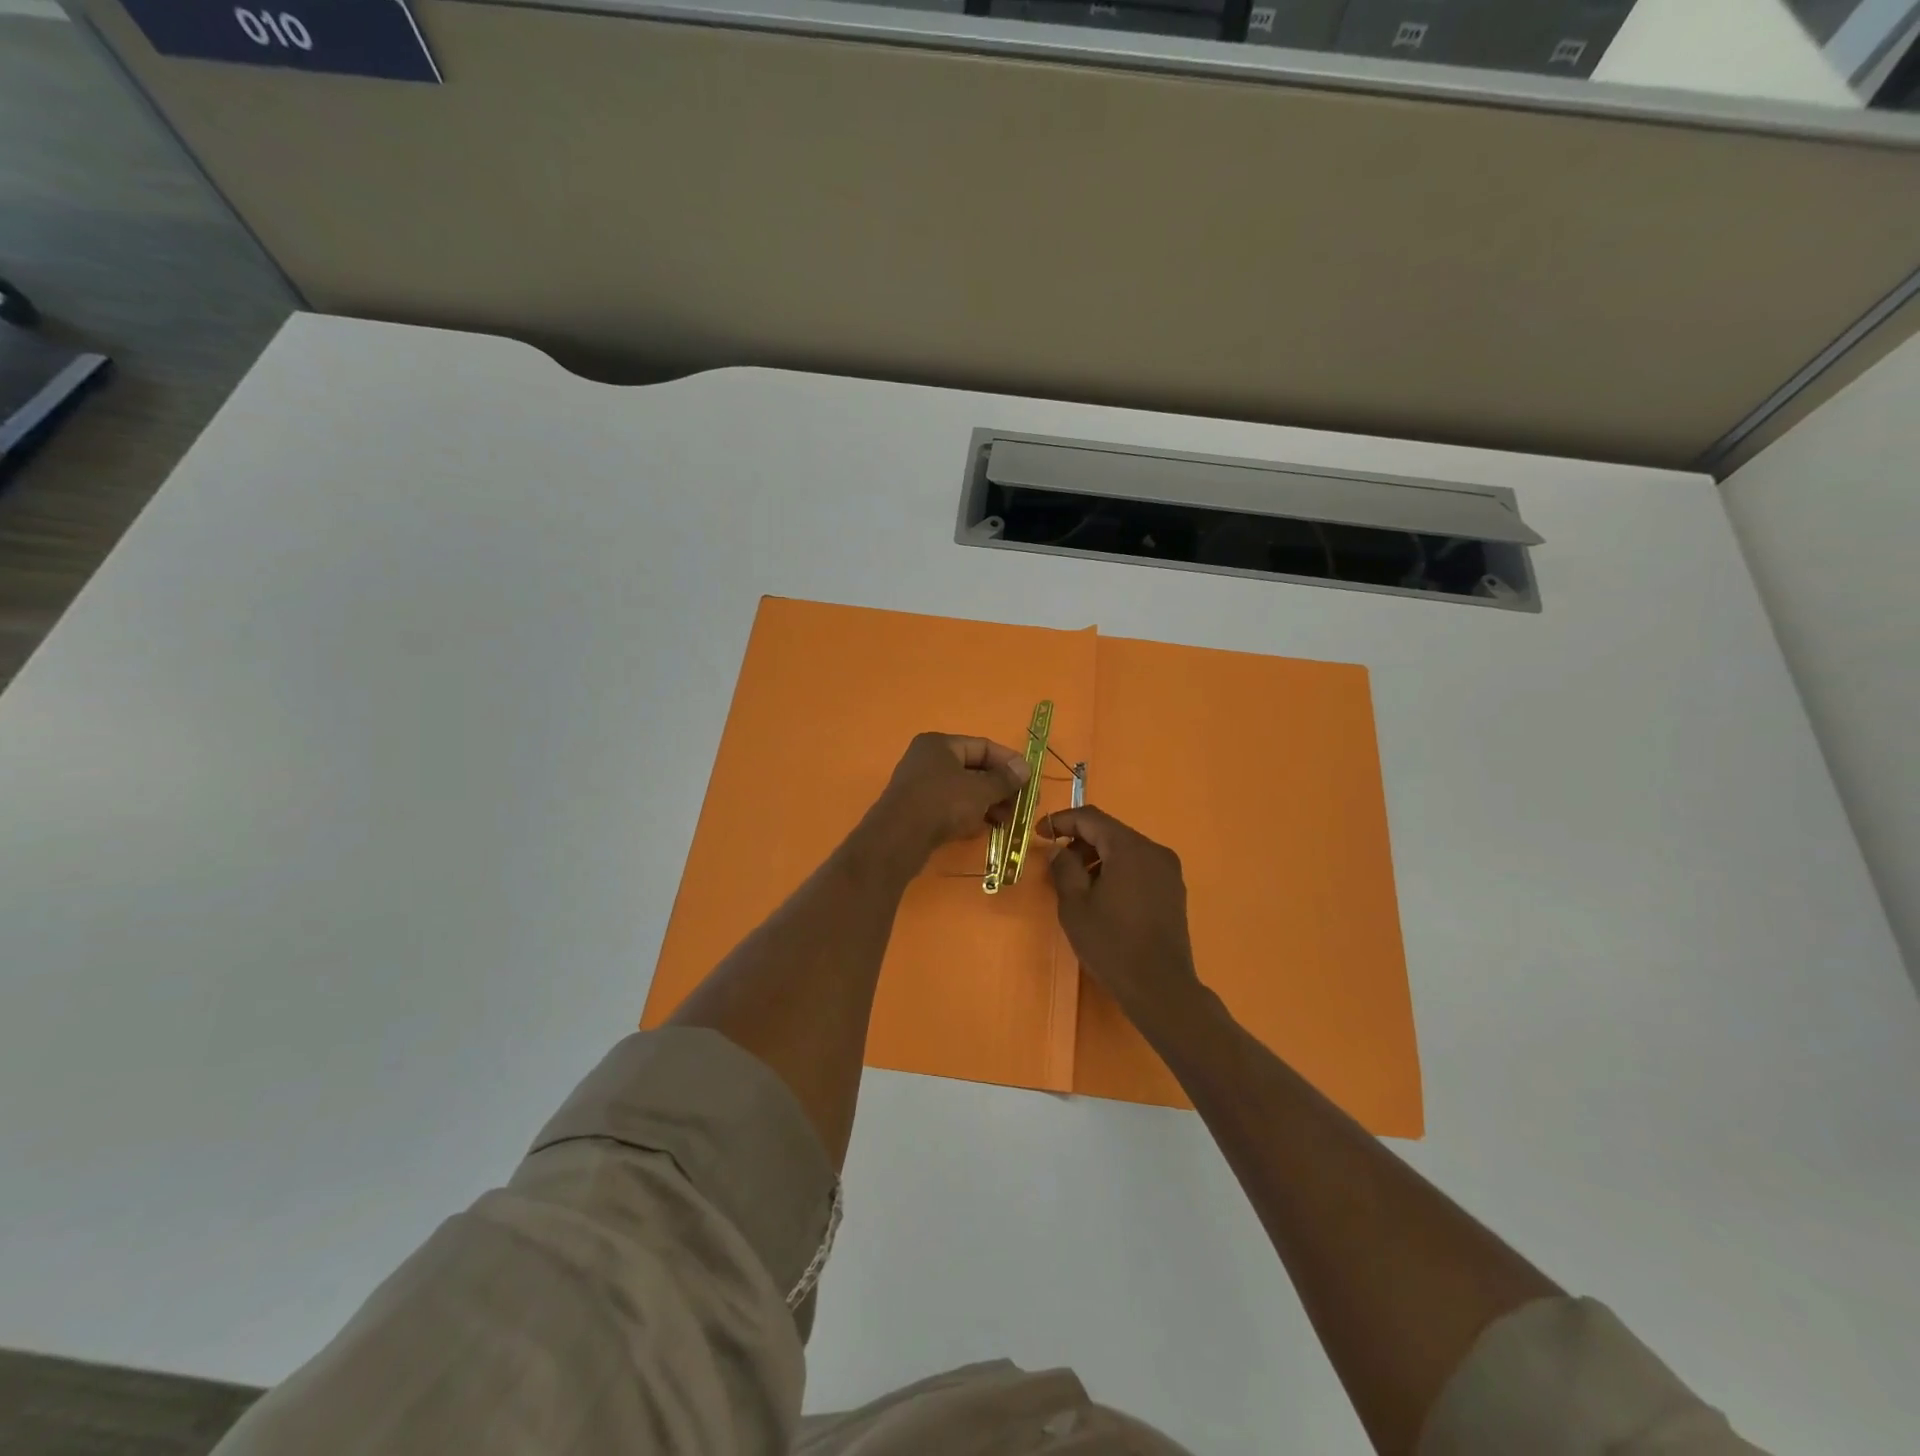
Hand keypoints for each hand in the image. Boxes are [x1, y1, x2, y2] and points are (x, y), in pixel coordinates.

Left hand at [869, 732, 1028, 865]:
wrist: (898, 839)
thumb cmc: (942, 803)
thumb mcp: (980, 790)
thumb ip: (1004, 779)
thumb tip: (1025, 768)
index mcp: (940, 744)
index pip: (983, 746)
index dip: (1009, 762)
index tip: (1030, 780)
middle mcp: (928, 759)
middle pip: (974, 769)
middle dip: (1000, 787)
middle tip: (1022, 805)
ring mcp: (920, 785)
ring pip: (963, 790)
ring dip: (988, 803)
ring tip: (1007, 821)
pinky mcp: (918, 810)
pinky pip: (951, 807)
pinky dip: (970, 814)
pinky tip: (985, 828)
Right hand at [1043, 806, 1202, 1022]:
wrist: (1160, 987)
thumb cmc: (1112, 944)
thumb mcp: (1075, 905)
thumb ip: (1064, 869)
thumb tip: (1060, 851)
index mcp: (1130, 848)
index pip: (1091, 818)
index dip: (1062, 821)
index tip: (1039, 834)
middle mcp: (1154, 850)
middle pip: (1110, 832)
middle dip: (1080, 841)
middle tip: (1056, 862)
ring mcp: (1168, 871)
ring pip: (1125, 849)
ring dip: (1098, 857)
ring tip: (1077, 883)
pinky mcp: (1174, 890)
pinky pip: (1140, 866)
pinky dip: (1117, 870)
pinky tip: (1103, 895)